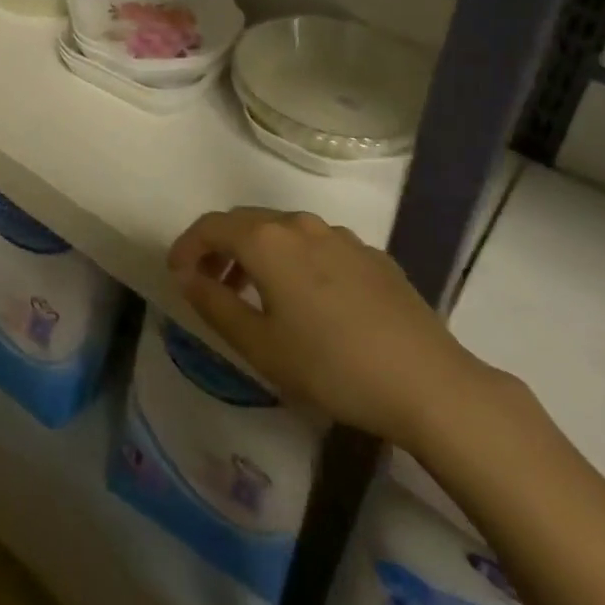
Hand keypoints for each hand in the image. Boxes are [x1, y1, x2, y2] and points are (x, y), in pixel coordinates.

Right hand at [168, 207, 494, 447]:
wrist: (427, 381)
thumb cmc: (331, 366)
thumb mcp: (260, 345)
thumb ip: (215, 304)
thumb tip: (187, 276)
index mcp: (267, 240)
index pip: (211, 226)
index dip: (187, 246)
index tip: (177, 274)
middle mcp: (300, 224)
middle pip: (246, 222)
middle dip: (220, 247)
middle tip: (209, 283)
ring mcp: (340, 235)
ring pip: (283, 231)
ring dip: (257, 253)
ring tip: (254, 294)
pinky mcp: (370, 253)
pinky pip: (317, 245)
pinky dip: (294, 260)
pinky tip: (307, 301)